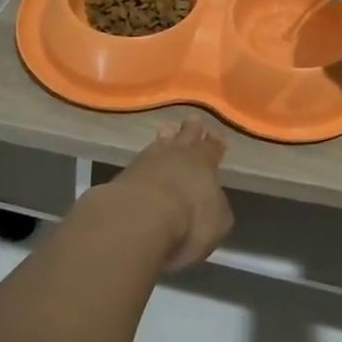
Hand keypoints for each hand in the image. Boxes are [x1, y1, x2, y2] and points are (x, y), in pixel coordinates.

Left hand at [109, 117, 233, 271]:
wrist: (139, 218)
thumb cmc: (189, 220)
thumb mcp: (217, 222)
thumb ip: (216, 209)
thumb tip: (214, 204)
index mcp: (206, 162)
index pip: (213, 146)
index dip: (215, 142)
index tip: (216, 134)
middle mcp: (179, 154)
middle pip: (187, 135)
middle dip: (191, 128)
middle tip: (192, 120)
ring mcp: (149, 161)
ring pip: (161, 142)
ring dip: (165, 138)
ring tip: (166, 131)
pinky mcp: (124, 175)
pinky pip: (140, 161)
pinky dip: (144, 162)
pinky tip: (144, 165)